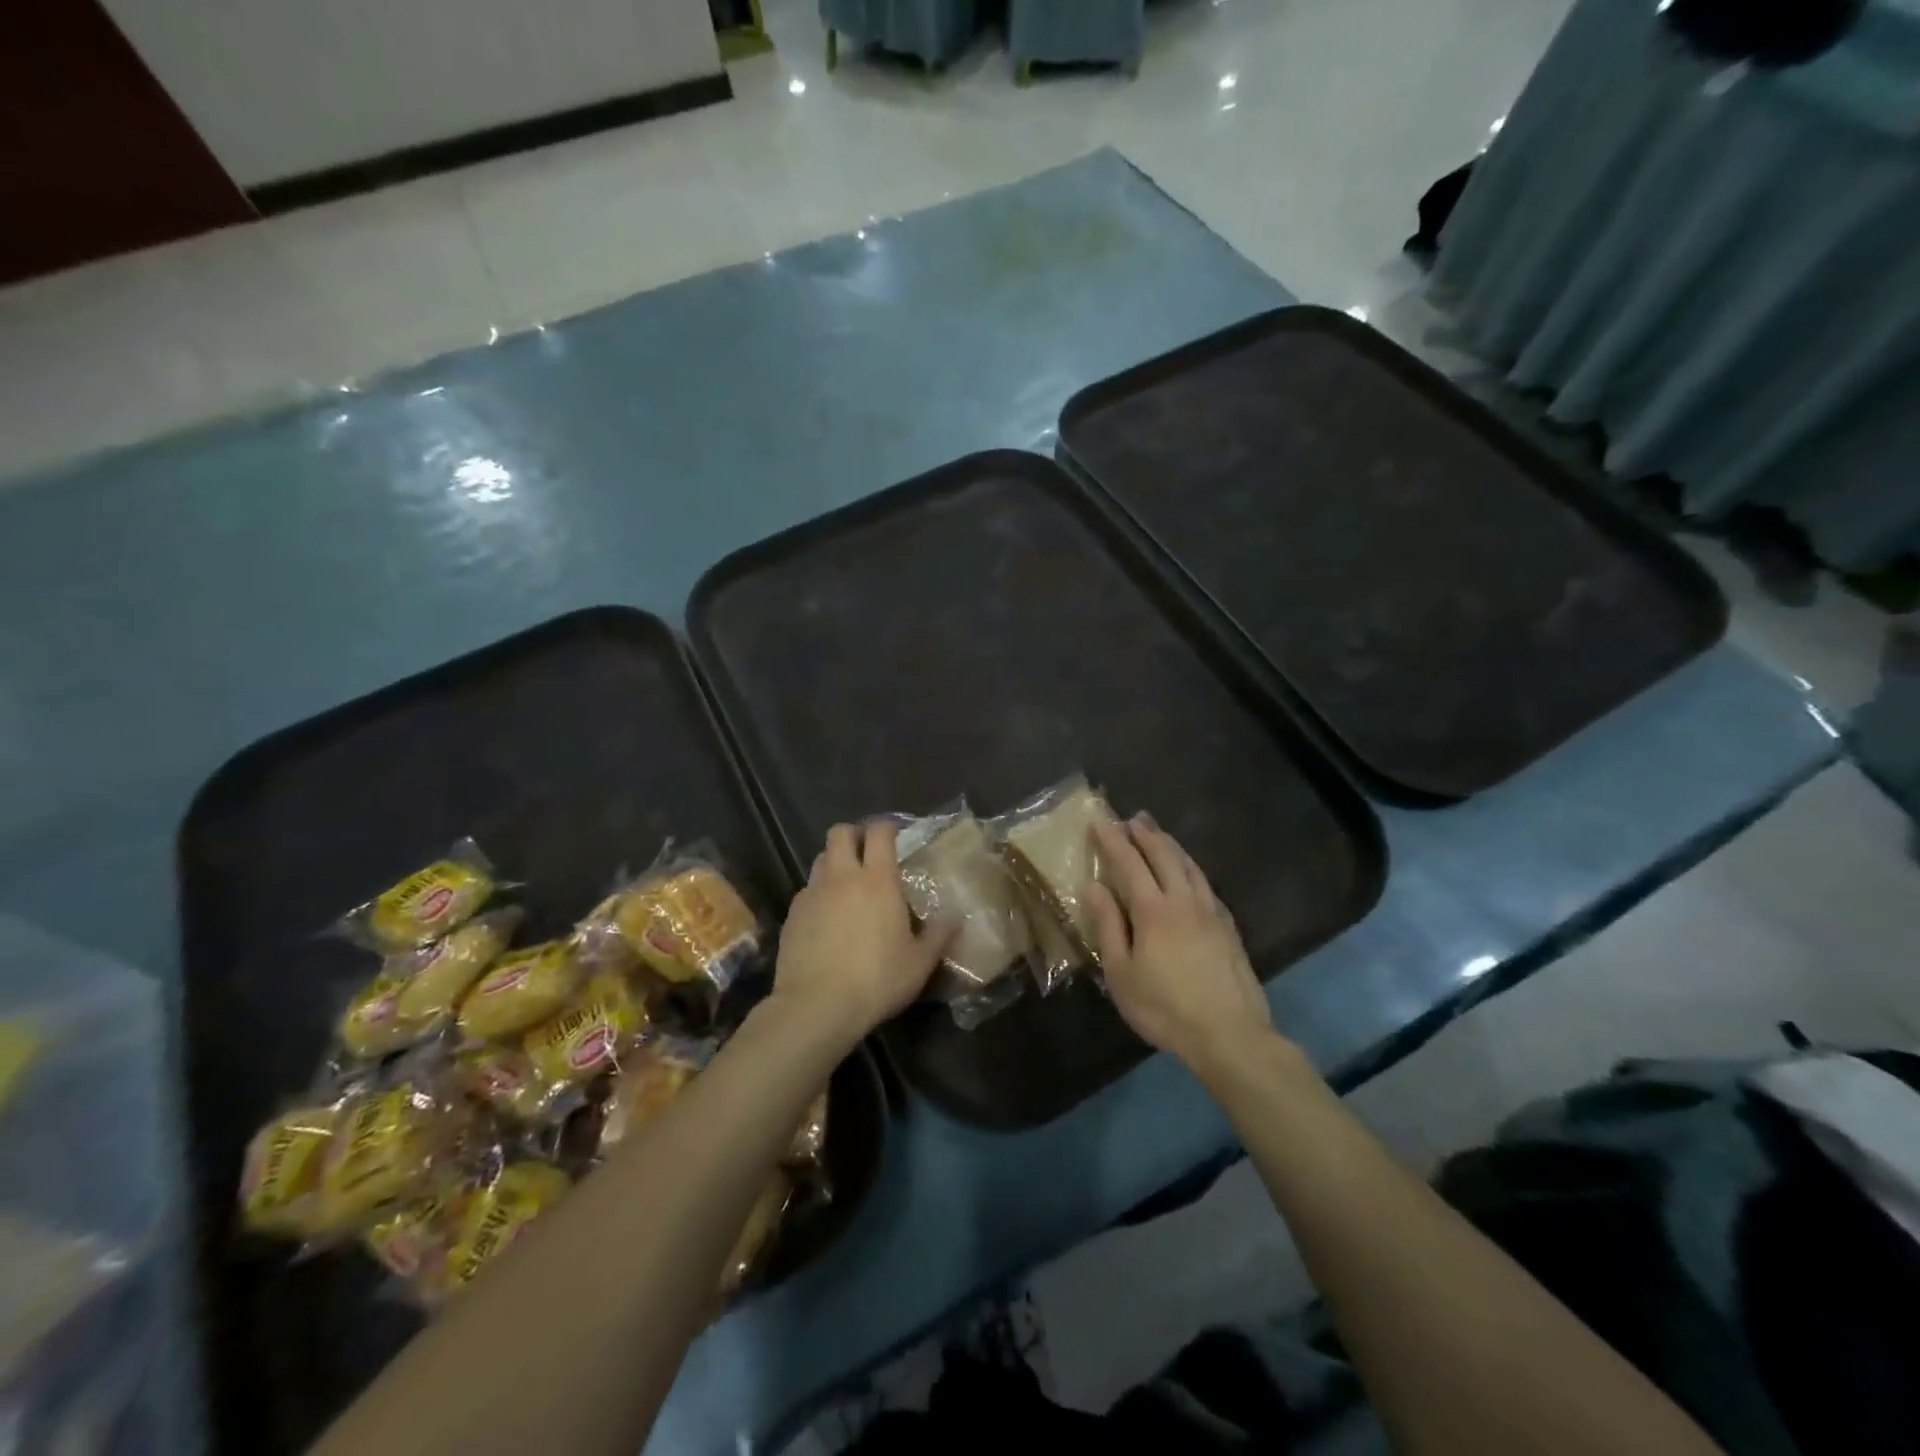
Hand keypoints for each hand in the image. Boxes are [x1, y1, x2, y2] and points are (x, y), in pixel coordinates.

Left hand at [770, 821, 955, 1046]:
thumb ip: (939, 934)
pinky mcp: (792, 915)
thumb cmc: (877, 979)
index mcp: (878, 880)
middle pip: (840, 833)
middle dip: (853, 835)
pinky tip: (826, 920)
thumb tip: (954, 915)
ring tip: (846, 886)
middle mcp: (842, 877)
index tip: (894, 837)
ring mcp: (813, 894)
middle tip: (866, 853)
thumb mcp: (920, 962)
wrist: (817, 1006)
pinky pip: (807, 891)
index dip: (886, 828)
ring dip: (834, 863)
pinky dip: (818, 895)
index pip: (879, 833)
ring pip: (820, 859)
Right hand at [1085, 815, 1275, 1078]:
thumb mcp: (1121, 973)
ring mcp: (1211, 912)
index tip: (1100, 822)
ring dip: (1171, 846)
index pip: (1129, 863)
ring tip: (1159, 834)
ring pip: (1190, 866)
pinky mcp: (1228, 928)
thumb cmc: (1164, 1007)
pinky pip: (1207, 885)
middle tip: (1133, 818)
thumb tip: (1094, 886)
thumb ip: (1108, 926)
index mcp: (1153, 910)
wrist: (1229, 1033)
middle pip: (1164, 856)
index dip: (1113, 840)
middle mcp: (1183, 901)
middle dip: (1146, 834)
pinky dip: (1192, 869)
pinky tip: (1191, 874)